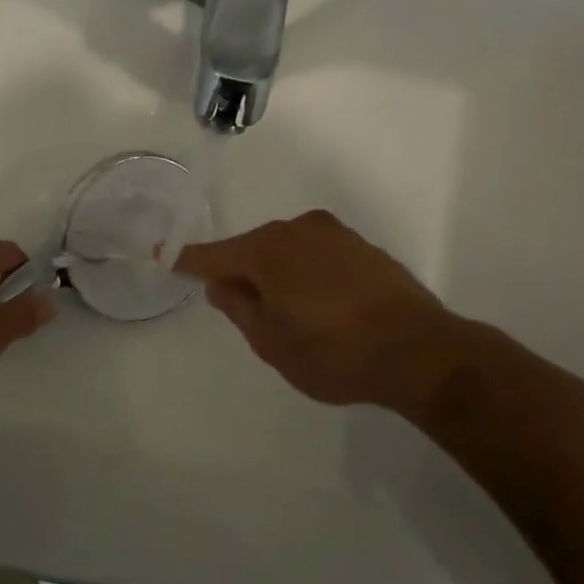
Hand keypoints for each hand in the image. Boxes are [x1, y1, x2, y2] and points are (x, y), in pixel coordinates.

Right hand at [175, 210, 481, 416]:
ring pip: (286, 249)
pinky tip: (319, 301)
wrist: (420, 351)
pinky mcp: (361, 246)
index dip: (188, 261)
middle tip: (238, 305)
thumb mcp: (272, 342)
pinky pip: (316, 253)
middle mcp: (296, 230)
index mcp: (266, 251)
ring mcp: (333, 234)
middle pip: (252, 248)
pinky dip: (306, 271)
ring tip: (286, 311)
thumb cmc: (334, 353)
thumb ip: (238, 308)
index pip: (213, 255)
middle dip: (240, 272)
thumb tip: (221, 284)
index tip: (164, 258)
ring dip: (276, 272)